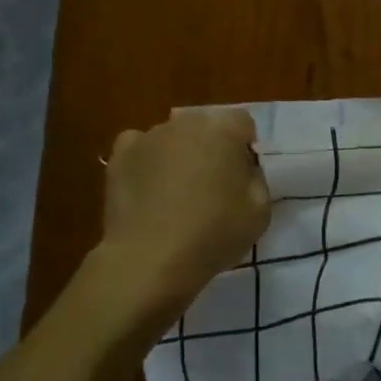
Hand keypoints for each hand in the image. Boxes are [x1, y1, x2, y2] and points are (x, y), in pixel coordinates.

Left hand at [97, 109, 270, 322]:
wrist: (151, 258)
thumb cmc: (214, 233)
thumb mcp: (260, 211)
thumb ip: (256, 179)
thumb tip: (242, 169)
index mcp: (223, 131)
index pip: (243, 122)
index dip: (246, 147)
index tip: (243, 175)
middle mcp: (184, 124)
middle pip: (205, 127)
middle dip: (212, 148)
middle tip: (213, 185)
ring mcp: (147, 138)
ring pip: (172, 138)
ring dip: (179, 155)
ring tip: (177, 194)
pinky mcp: (119, 158)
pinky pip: (139, 149)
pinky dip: (146, 163)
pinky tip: (149, 189)